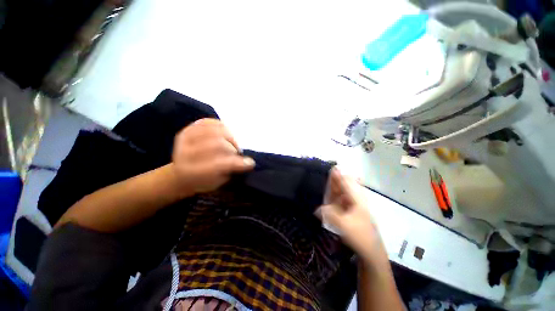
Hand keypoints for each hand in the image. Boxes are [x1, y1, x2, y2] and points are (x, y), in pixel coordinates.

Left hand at [171, 118, 254, 194]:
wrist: (182, 174)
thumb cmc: (203, 181)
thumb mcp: (216, 183)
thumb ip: (231, 171)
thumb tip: (249, 162)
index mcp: (191, 172)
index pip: (219, 164)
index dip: (237, 163)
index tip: (250, 163)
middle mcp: (184, 153)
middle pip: (217, 143)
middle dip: (233, 148)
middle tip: (236, 153)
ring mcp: (184, 139)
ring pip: (215, 130)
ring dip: (229, 137)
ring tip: (231, 144)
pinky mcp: (188, 129)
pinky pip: (209, 121)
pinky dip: (221, 126)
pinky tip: (225, 133)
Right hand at [320, 168, 385, 261]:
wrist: (371, 251)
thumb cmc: (360, 236)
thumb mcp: (344, 225)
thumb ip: (330, 215)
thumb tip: (318, 209)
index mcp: (357, 200)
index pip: (347, 184)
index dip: (340, 176)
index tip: (333, 168)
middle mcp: (356, 200)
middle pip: (345, 186)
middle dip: (337, 179)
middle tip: (330, 171)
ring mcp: (354, 206)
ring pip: (344, 193)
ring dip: (336, 187)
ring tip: (329, 179)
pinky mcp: (351, 212)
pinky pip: (342, 201)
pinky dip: (336, 197)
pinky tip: (331, 195)